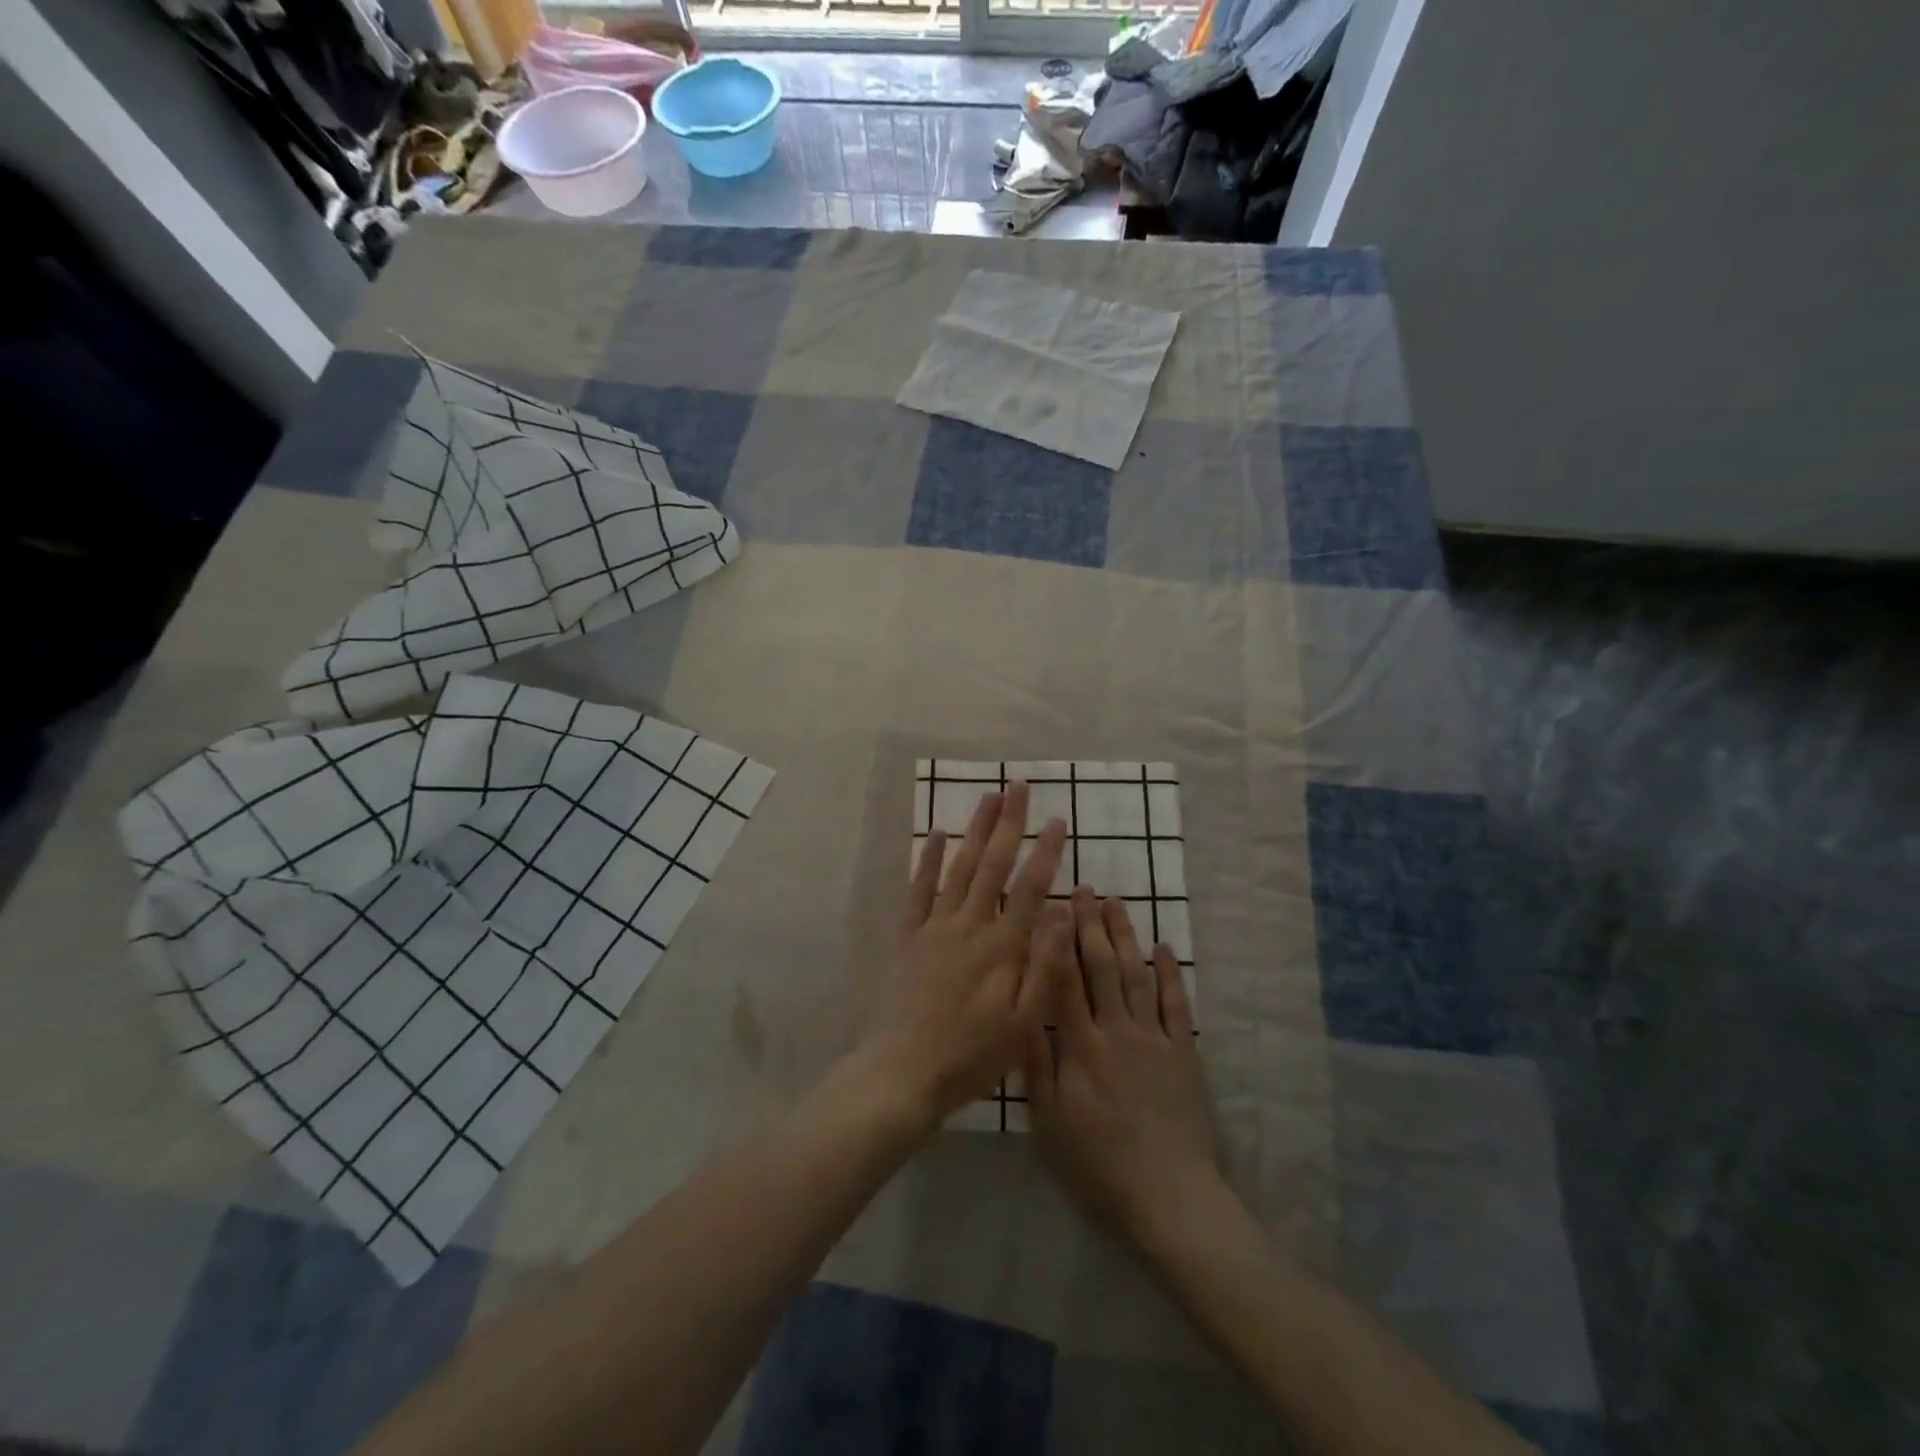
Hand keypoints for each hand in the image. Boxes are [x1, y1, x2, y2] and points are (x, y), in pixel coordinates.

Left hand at [855, 781, 1068, 1132]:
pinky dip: (929, 859)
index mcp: (1002, 946)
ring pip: (959, 866)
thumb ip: (1043, 966)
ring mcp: (935, 926)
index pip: (1029, 887)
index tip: (1059, 820)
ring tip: (987, 797)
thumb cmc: (972, 1054)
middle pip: (993, 864)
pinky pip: (919, 888)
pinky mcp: (908, 935)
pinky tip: (938, 834)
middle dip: (1008, 823)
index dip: (1046, 852)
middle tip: (1017, 787)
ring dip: (974, 829)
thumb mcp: (1023, 1023)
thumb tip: (1059, 914)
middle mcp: (969, 925)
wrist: (904, 1071)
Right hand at [1027, 887, 1221, 1246]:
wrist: (1168, 1194)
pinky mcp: (1184, 1053)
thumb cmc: (1099, 1161)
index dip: (1058, 941)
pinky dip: (1169, 974)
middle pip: (1103, 967)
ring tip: (1116, 903)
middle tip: (1085, 890)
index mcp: (1081, 1045)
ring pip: (1137, 975)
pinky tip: (1162, 948)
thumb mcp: (1050, 1119)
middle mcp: (1117, 1030)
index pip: (1066, 981)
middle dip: (1091, 926)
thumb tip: (1021, 1009)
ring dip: (1126, 937)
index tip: (1053, 907)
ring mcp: (1154, 1038)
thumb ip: (1036, 1061)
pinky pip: (1175, 1005)